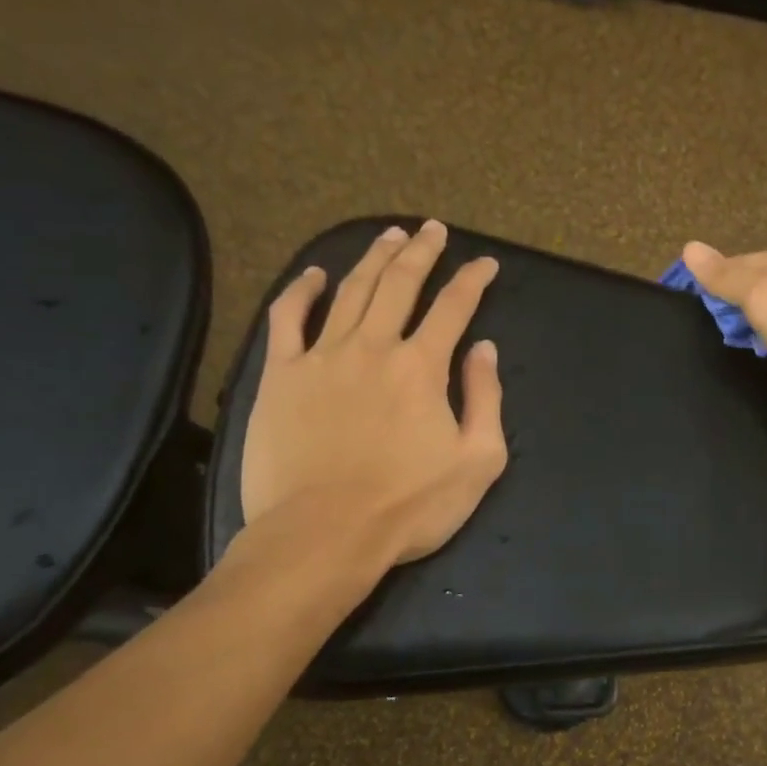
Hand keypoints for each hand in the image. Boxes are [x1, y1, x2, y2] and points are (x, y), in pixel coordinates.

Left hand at [239, 220, 507, 566]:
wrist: (324, 535)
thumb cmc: (409, 506)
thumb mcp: (477, 461)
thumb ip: (485, 399)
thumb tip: (484, 350)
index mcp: (422, 366)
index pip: (454, 307)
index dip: (473, 280)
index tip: (485, 264)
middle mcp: (373, 347)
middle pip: (400, 284)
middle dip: (421, 251)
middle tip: (433, 230)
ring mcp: (322, 357)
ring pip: (350, 290)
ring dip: (373, 259)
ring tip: (389, 236)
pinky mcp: (281, 376)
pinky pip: (288, 319)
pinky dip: (300, 292)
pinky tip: (313, 275)